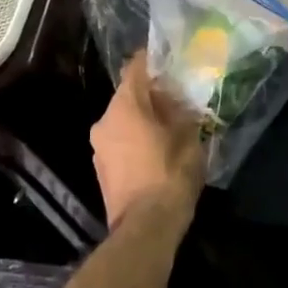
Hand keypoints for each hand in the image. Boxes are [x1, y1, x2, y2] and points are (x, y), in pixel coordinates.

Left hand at [90, 53, 206, 229]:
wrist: (146, 228)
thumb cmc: (169, 174)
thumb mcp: (188, 136)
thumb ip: (182, 111)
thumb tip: (178, 101)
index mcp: (124, 106)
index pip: (135, 68)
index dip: (152, 61)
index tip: (170, 59)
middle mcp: (104, 121)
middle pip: (128, 95)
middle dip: (152, 94)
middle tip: (178, 97)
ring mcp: (99, 147)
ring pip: (123, 120)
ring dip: (143, 118)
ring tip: (170, 124)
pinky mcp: (102, 169)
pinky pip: (120, 141)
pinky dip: (136, 138)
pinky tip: (157, 148)